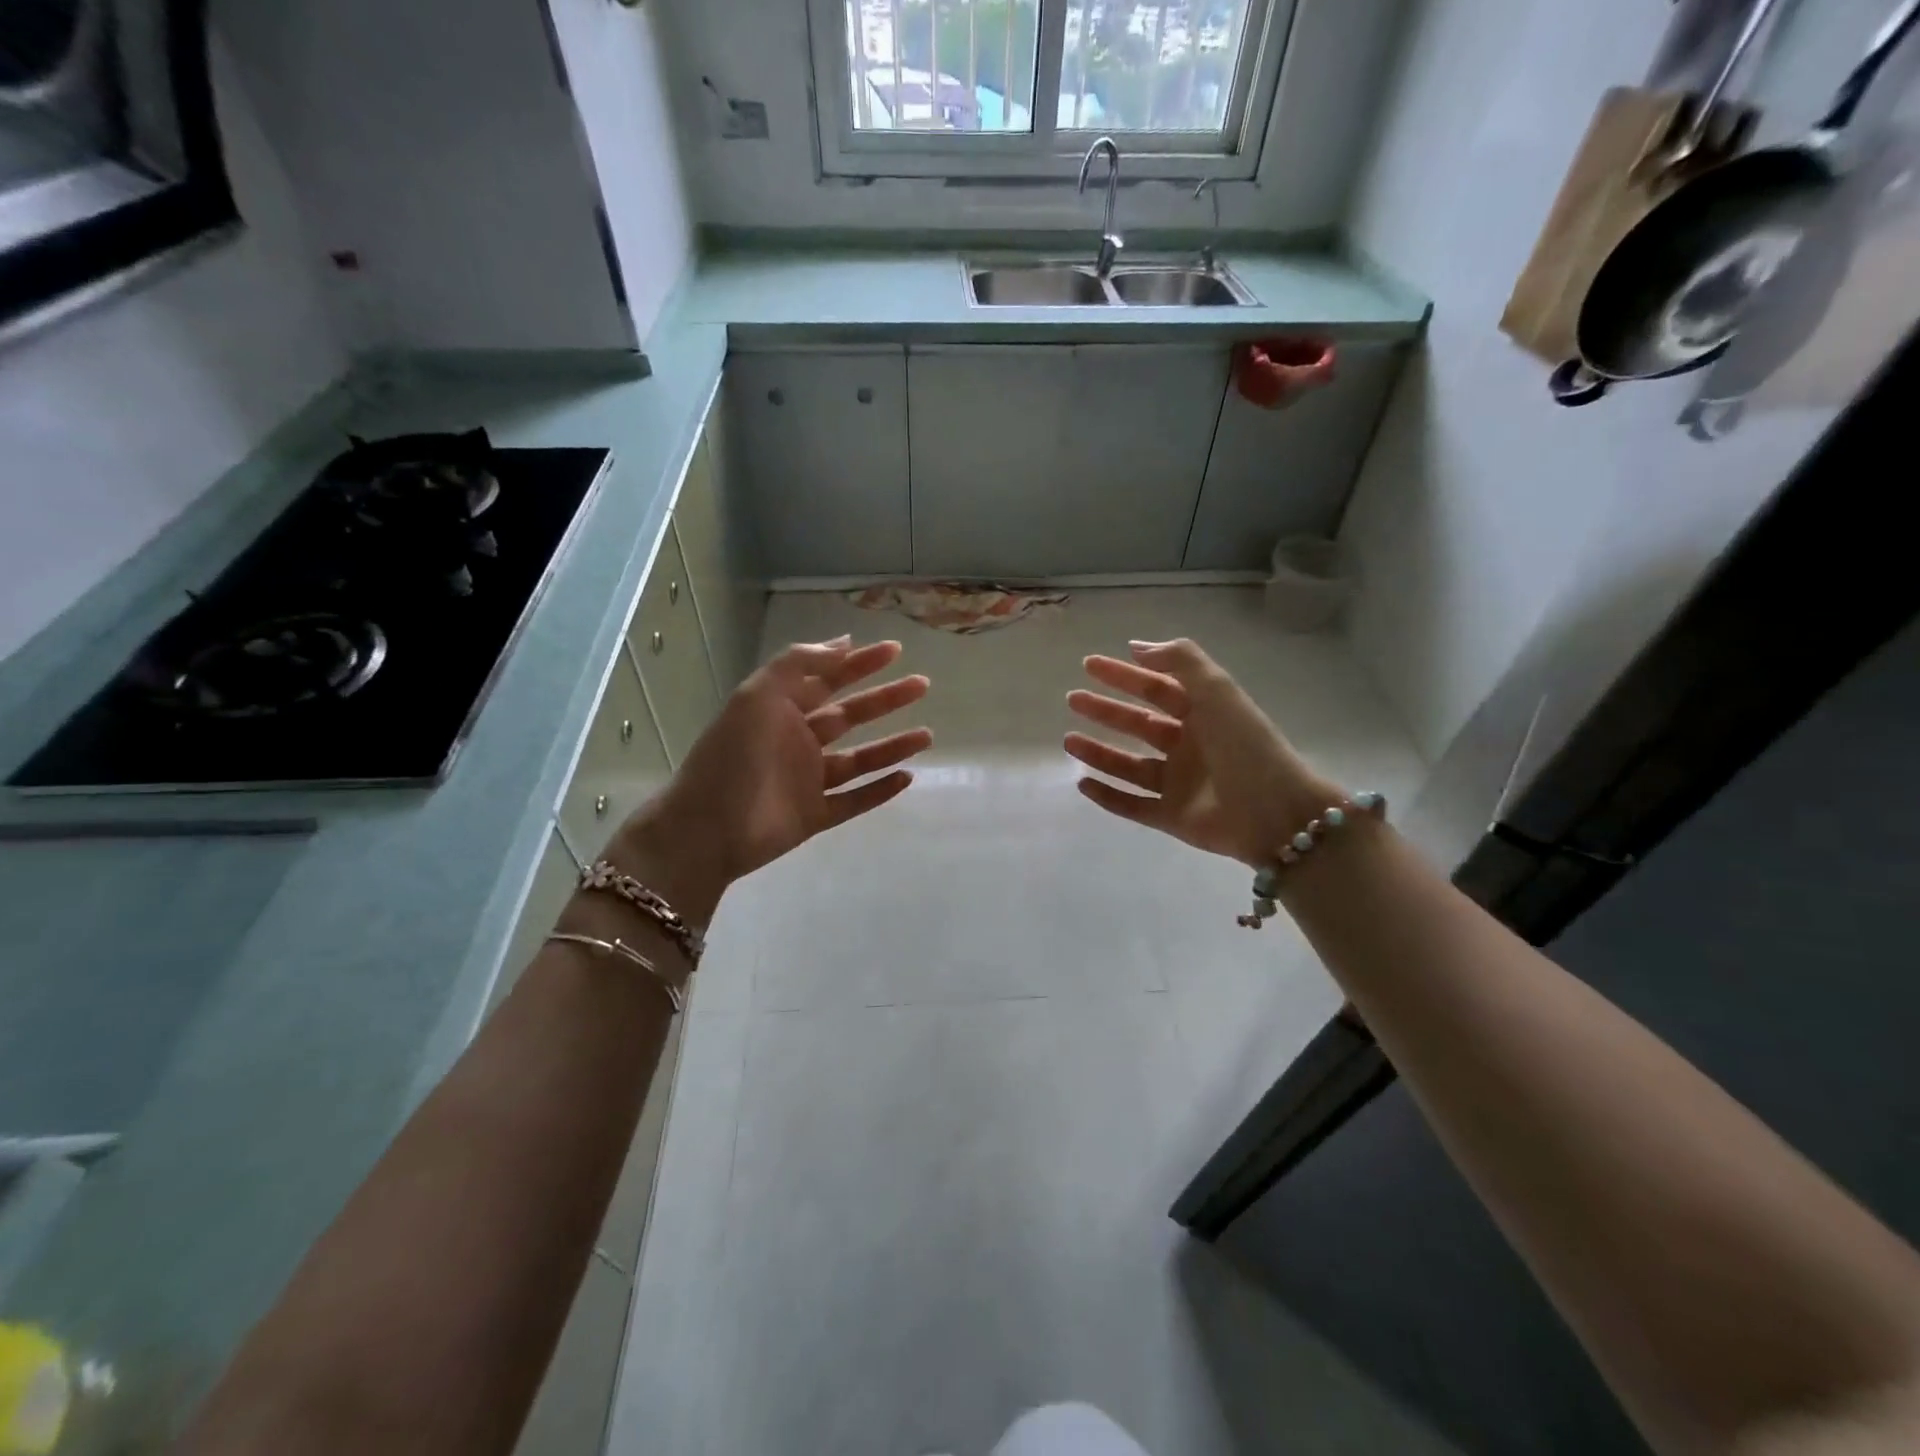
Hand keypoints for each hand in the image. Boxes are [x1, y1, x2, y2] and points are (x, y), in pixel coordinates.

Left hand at [607, 637, 931, 921]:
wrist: (707, 829)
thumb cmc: (734, 756)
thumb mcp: (759, 695)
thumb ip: (798, 664)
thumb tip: (841, 642)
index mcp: (782, 710)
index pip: (828, 679)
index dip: (861, 663)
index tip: (895, 650)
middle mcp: (798, 742)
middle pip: (851, 716)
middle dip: (886, 700)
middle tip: (922, 686)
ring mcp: (808, 781)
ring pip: (860, 760)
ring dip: (892, 746)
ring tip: (927, 735)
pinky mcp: (815, 817)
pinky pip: (854, 801)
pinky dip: (879, 791)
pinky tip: (907, 778)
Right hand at [1064, 638, 1340, 867]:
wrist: (1275, 812)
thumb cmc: (1245, 746)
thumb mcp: (1217, 690)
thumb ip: (1180, 661)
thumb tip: (1137, 647)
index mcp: (1203, 715)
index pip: (1157, 689)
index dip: (1124, 675)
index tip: (1089, 665)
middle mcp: (1190, 748)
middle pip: (1139, 725)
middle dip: (1106, 711)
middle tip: (1072, 699)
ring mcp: (1180, 785)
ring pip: (1130, 766)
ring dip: (1099, 752)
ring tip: (1069, 740)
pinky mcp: (1172, 818)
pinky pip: (1133, 805)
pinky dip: (1107, 796)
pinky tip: (1082, 783)